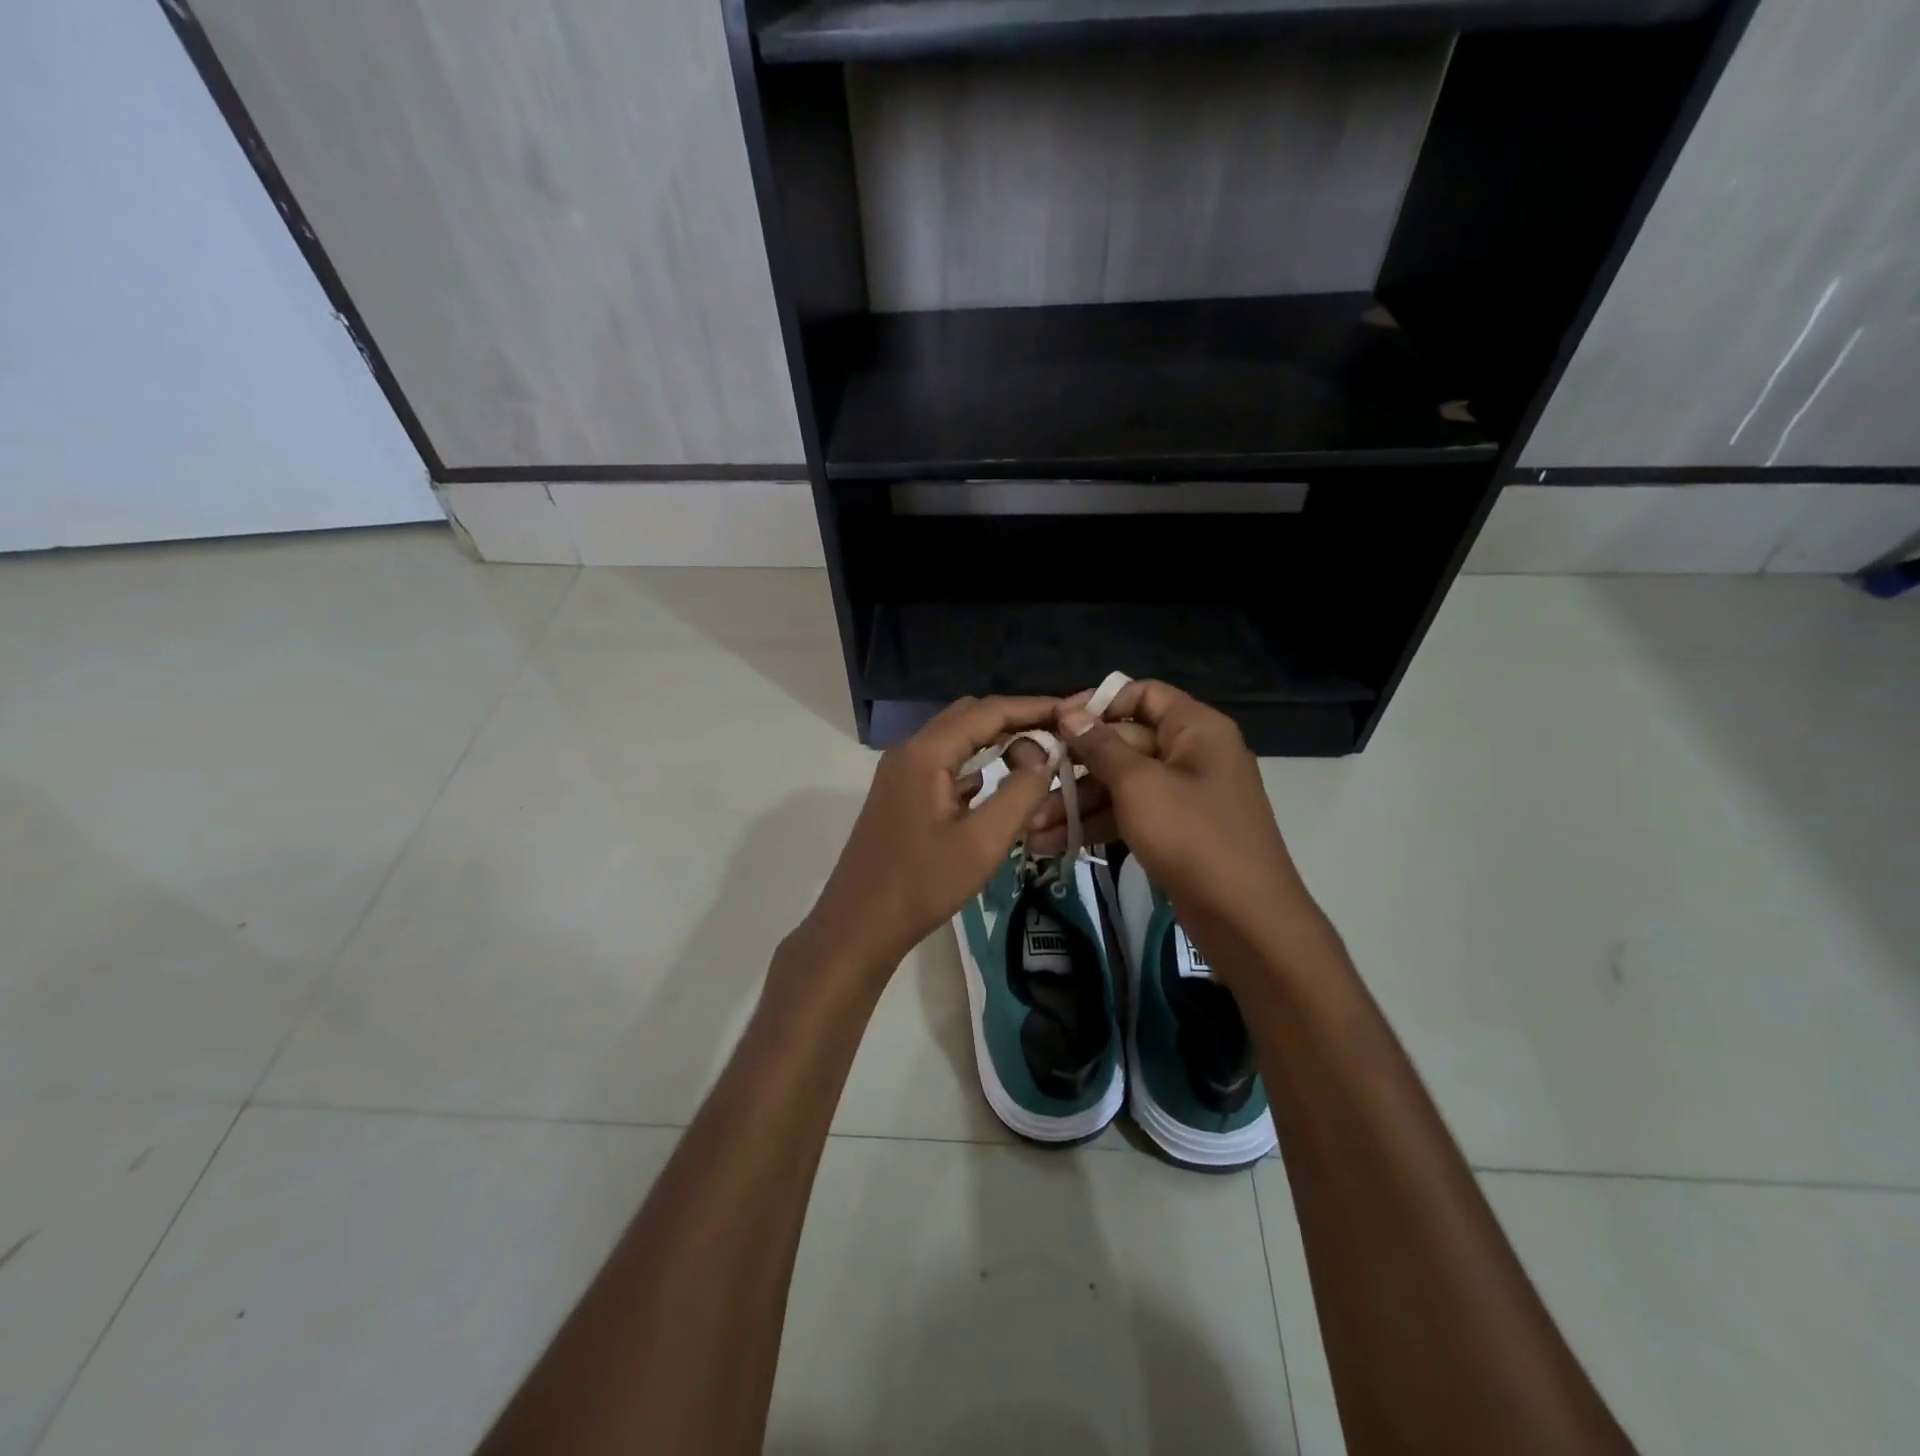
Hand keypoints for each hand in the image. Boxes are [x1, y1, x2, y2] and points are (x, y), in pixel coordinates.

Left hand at [796, 696, 1058, 981]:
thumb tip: (1042, 756)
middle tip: (1058, 738)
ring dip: (996, 742)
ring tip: (1038, 759)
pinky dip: (976, 765)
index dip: (1033, 707)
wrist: (860, 924)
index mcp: (926, 752)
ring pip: (956, 739)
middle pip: (970, 716)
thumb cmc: (923, 884)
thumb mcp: (983, 842)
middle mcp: (910, 750)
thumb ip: (1020, 793)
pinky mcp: (901, 793)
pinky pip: (945, 764)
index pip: (988, 711)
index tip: (1071, 712)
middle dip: (1015, 721)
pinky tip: (1000, 785)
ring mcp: (901, 772)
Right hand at [1054, 680, 1320, 967]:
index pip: (1142, 694)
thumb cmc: (1192, 836)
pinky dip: (1097, 825)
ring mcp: (1184, 795)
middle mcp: (1192, 754)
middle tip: (1032, 783)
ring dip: (1077, 803)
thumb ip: (1100, 746)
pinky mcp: (1175, 831)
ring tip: (1032, 827)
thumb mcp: (1139, 785)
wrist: (1246, 919)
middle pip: (1124, 742)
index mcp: (1195, 728)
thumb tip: (1069, 713)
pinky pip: (1130, 814)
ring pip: (1121, 784)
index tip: (1056, 723)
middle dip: (1075, 766)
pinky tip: (1055, 843)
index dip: (1098, 703)